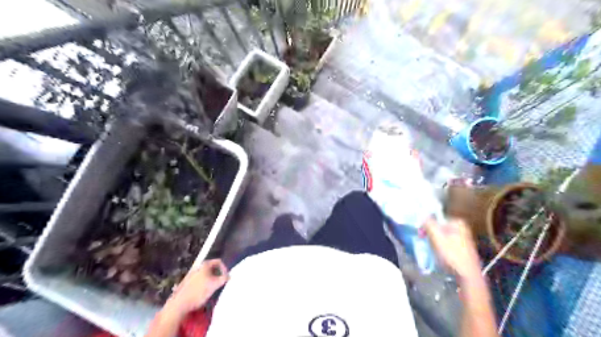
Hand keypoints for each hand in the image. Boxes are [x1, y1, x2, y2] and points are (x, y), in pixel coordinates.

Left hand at [164, 260, 228, 317]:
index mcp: (204, 265)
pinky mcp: (187, 283)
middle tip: (220, 284)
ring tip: (213, 289)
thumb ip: (224, 278)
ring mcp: (191, 275)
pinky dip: (204, 284)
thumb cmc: (199, 292)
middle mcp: (197, 267)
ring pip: (206, 274)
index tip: (226, 278)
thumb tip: (229, 276)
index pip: (218, 261)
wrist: (179, 304)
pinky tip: (204, 293)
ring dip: (211, 280)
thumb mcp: (215, 285)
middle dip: (218, 275)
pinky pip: (200, 280)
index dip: (224, 268)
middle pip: (212, 268)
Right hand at [424, 219, 482, 281]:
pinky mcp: (463, 250)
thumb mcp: (437, 237)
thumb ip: (429, 223)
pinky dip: (441, 249)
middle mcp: (462, 228)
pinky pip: (446, 245)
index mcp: (457, 222)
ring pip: (442, 237)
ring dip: (434, 242)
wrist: (468, 276)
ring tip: (432, 251)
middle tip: (424, 243)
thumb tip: (423, 216)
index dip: (426, 226)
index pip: (435, 219)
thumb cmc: (452, 255)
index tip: (420, 235)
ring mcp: (464, 239)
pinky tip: (440, 256)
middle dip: (430, 234)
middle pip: (438, 228)